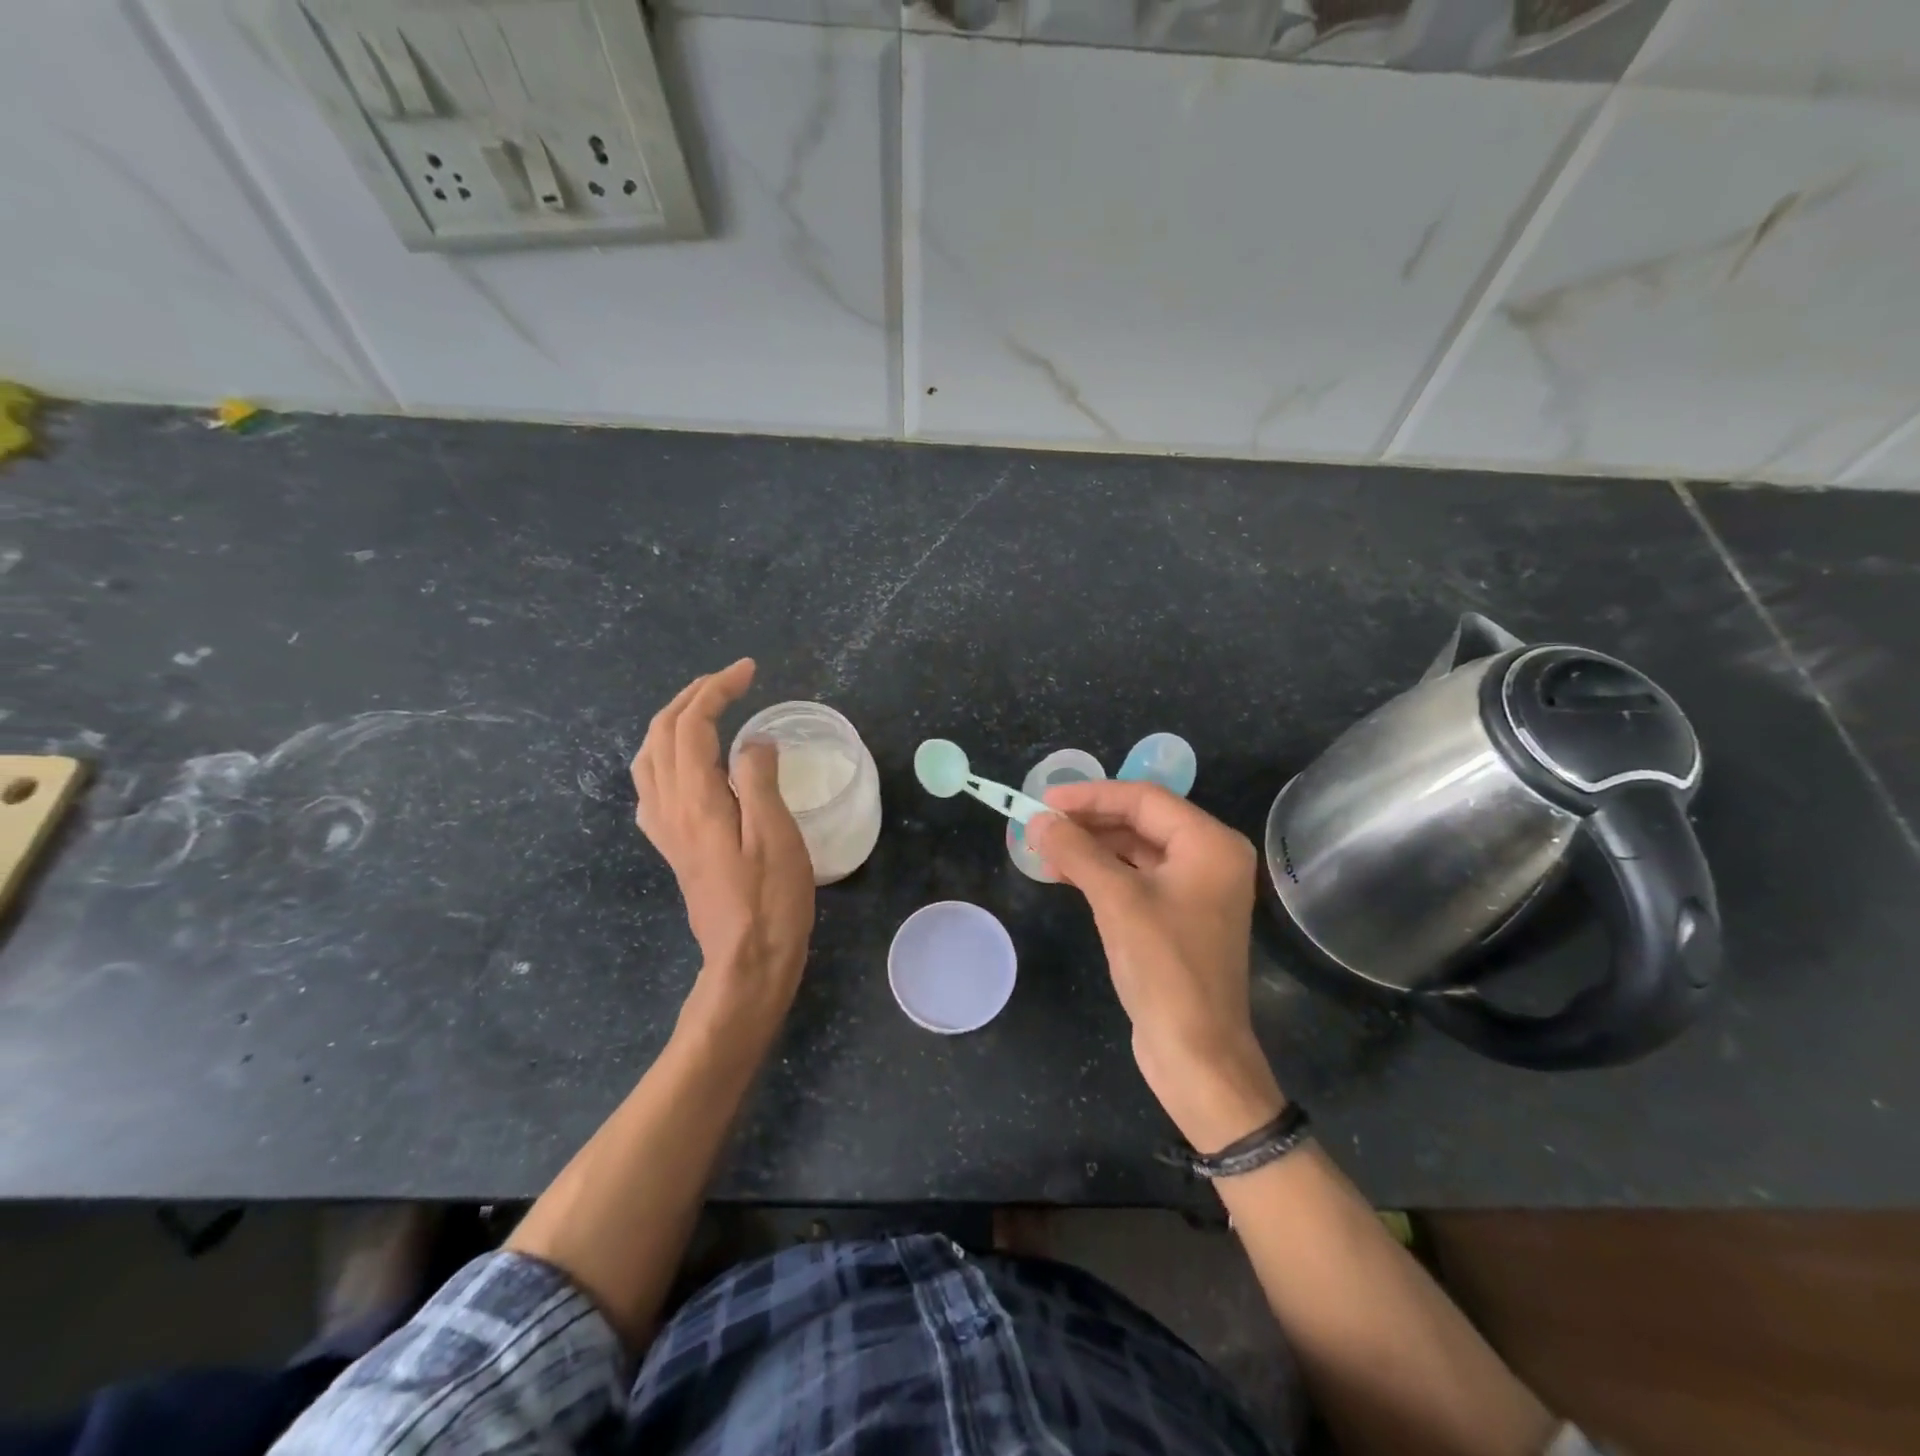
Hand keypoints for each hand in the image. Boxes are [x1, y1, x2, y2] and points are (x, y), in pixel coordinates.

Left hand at [632, 660, 814, 1034]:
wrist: (746, 960)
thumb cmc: (770, 900)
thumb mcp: (776, 835)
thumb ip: (758, 779)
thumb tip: (752, 741)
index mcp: (695, 800)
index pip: (692, 725)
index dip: (717, 689)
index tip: (749, 671)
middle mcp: (668, 807)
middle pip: (662, 733)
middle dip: (693, 696)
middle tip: (731, 681)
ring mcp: (664, 828)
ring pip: (649, 756)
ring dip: (673, 721)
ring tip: (707, 708)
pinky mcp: (671, 845)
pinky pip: (652, 784)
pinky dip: (665, 754)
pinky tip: (687, 762)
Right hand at [1028, 782, 1283, 1152]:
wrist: (1197, 1053)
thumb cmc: (1164, 968)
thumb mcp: (1116, 901)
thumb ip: (1076, 852)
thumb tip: (1037, 821)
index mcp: (1210, 843)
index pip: (1144, 798)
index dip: (1091, 795)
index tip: (1044, 799)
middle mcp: (1209, 858)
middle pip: (1141, 820)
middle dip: (1089, 820)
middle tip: (1040, 824)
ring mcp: (1196, 888)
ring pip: (1136, 849)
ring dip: (1091, 847)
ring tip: (1045, 849)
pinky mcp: (1179, 915)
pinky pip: (1137, 877)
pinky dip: (1102, 872)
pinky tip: (1067, 875)